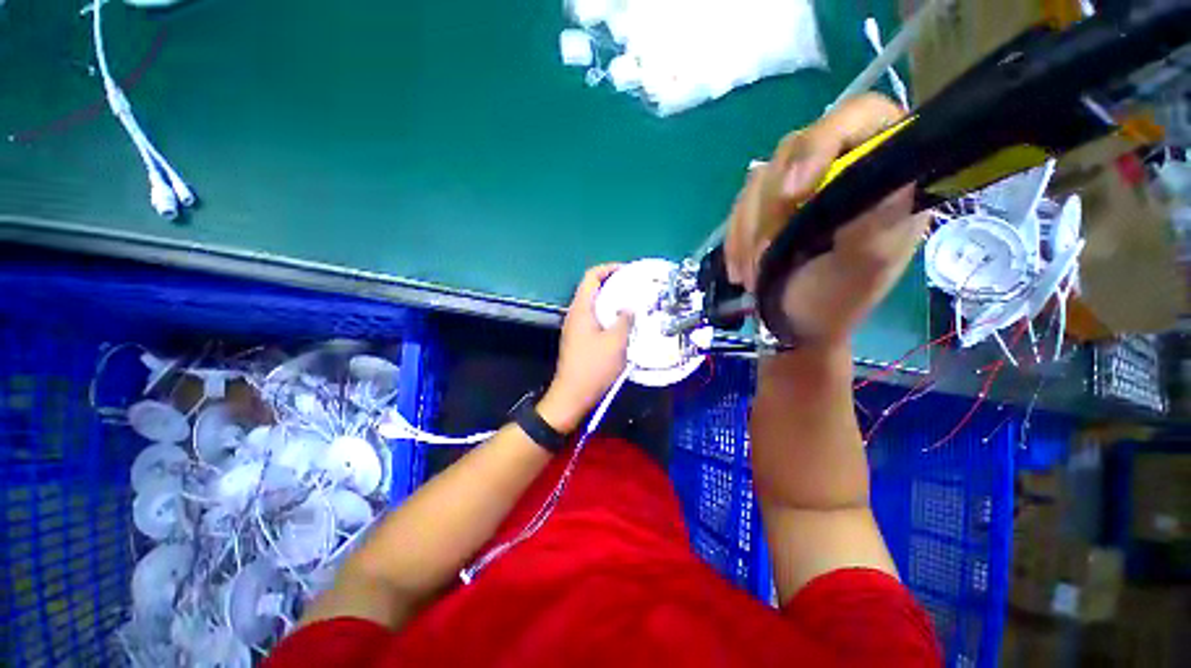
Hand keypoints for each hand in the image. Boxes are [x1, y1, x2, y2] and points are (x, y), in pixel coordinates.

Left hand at [538, 264, 632, 432]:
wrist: (573, 394)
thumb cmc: (594, 367)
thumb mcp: (615, 342)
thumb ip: (624, 320)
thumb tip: (629, 307)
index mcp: (581, 309)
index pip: (591, 277)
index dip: (609, 268)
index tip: (628, 270)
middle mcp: (576, 314)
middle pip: (593, 289)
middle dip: (614, 284)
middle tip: (635, 287)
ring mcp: (576, 327)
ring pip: (595, 305)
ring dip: (612, 301)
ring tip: (633, 304)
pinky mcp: (579, 338)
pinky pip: (595, 318)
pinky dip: (608, 315)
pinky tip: (623, 324)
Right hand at [724, 93, 930, 345]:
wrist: (799, 324)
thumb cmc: (837, 300)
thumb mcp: (864, 264)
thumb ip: (875, 218)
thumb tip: (875, 170)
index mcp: (883, 170)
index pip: (859, 118)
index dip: (821, 143)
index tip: (792, 193)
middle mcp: (839, 166)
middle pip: (794, 151)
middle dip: (771, 208)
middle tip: (764, 254)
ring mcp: (798, 185)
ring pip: (759, 182)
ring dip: (747, 231)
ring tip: (750, 274)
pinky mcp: (766, 205)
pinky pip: (738, 207)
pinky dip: (735, 238)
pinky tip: (739, 268)